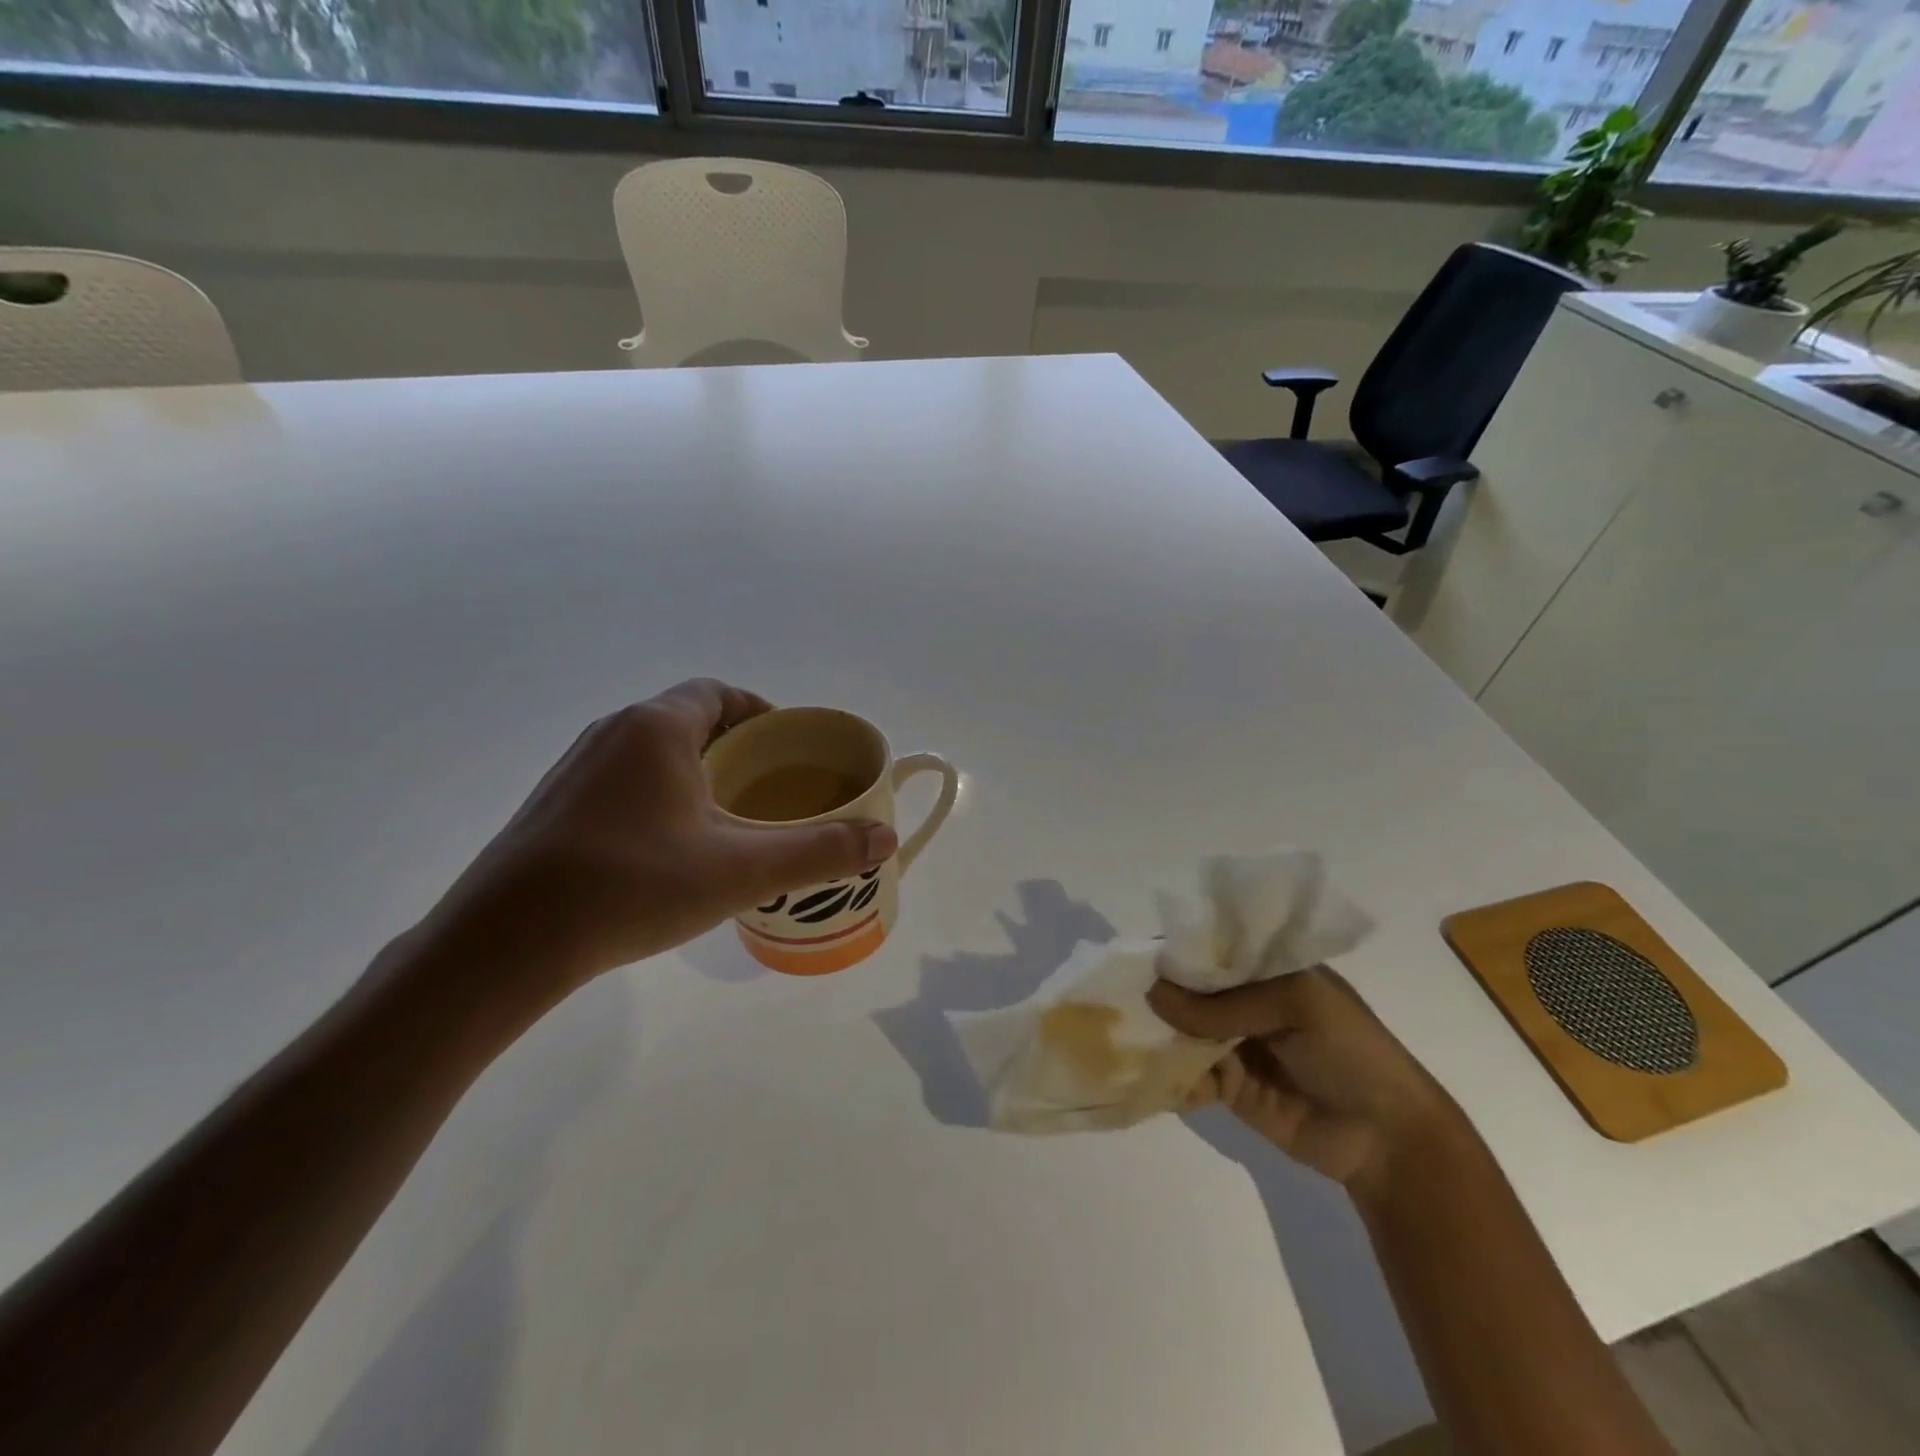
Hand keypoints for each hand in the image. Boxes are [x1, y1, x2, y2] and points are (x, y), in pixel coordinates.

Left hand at [416, 679, 896, 1010]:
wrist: (503, 945)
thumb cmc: (632, 886)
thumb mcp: (741, 870)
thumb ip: (820, 851)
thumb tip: (885, 838)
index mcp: (657, 728)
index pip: (720, 693)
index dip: (762, 714)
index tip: (789, 750)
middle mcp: (612, 734)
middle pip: (689, 721)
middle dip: (736, 748)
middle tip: (771, 790)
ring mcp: (575, 771)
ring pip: (653, 754)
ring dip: (696, 773)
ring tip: (730, 820)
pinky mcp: (553, 808)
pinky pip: (623, 783)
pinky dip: (660, 797)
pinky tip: (672, 850)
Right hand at [1148, 967, 1464, 1199]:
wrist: (1387, 1138)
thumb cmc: (1350, 1051)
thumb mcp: (1294, 1005)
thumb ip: (1223, 1004)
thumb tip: (1153, 993)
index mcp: (1267, 969)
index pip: (1212, 949)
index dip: (1177, 951)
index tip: (1133, 955)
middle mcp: (1245, 1001)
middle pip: (1189, 990)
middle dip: (1158, 994)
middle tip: (1117, 998)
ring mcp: (1235, 1044)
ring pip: (1183, 1031)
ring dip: (1158, 1034)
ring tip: (1125, 1034)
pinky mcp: (1229, 1087)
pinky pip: (1190, 1074)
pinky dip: (1171, 1075)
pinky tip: (1154, 1075)